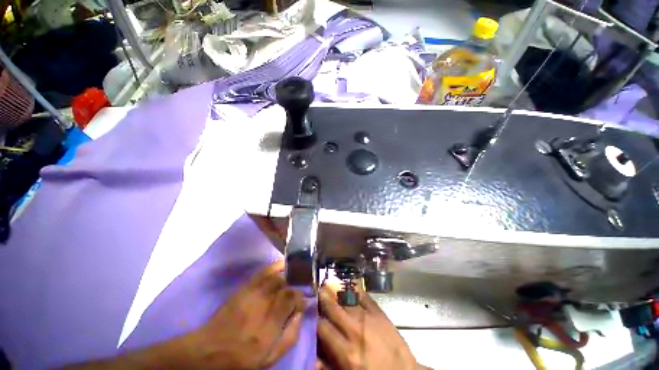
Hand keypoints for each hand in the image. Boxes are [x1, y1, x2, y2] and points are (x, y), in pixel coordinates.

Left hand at [187, 259, 305, 368]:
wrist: (210, 351)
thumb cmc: (242, 358)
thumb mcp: (270, 358)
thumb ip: (290, 336)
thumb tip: (300, 315)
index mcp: (270, 324)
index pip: (292, 298)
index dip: (300, 297)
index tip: (301, 303)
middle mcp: (263, 303)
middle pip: (286, 284)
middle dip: (295, 286)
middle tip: (297, 291)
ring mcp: (253, 293)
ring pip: (276, 276)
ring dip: (287, 275)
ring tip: (292, 278)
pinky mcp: (244, 288)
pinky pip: (263, 271)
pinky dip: (275, 266)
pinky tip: (282, 265)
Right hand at [317, 283, 418, 369]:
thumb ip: (329, 367)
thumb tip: (313, 357)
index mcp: (346, 351)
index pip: (323, 328)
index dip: (314, 319)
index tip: (310, 312)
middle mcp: (354, 330)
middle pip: (333, 309)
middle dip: (322, 298)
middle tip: (316, 289)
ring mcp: (368, 318)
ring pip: (346, 300)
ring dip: (336, 292)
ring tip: (329, 284)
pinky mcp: (379, 313)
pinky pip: (365, 296)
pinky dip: (356, 289)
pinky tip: (350, 283)